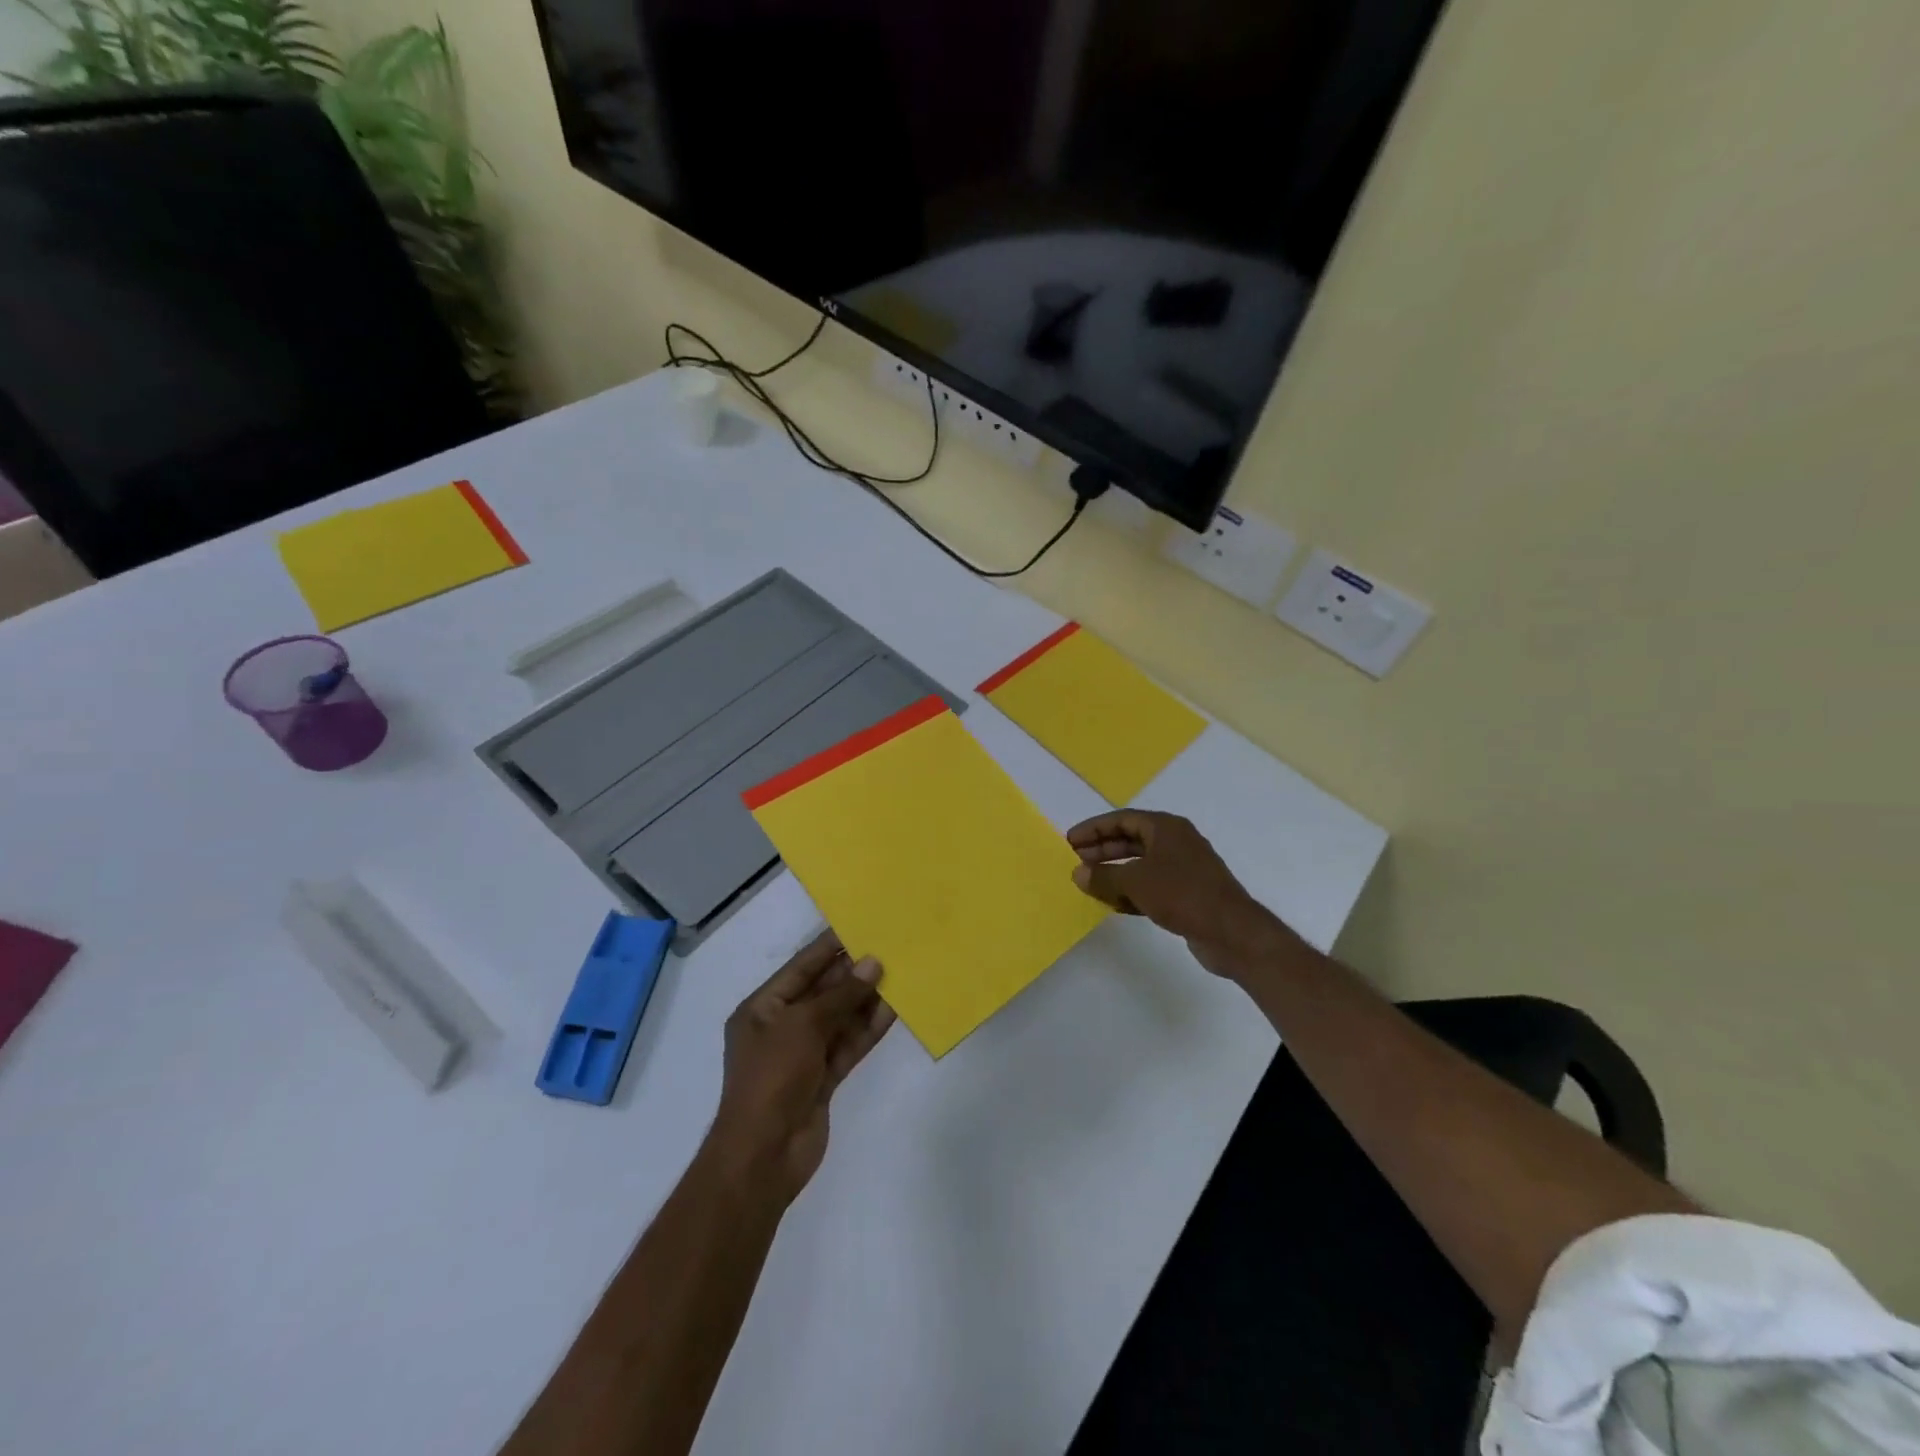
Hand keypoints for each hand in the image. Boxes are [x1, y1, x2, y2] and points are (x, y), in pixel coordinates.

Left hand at [707, 932, 896, 1205]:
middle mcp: (782, 1026)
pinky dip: (868, 1028)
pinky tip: (894, 1010)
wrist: (763, 1155)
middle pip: (822, 991)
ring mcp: (803, 1054)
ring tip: (899, 973)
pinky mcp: (823, 1078)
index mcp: (762, 1008)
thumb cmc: (772, 1077)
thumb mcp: (803, 1026)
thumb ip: (841, 995)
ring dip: (866, 999)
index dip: (829, 946)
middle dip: (853, 972)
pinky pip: (848, 1044)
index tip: (860, 925)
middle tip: (889, 947)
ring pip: (840, 1018)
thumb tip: (873, 963)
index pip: (801, 967)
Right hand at [1067, 810, 1293, 979]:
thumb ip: (1103, 876)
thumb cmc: (1181, 894)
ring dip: (1114, 873)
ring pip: (1140, 865)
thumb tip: (1078, 873)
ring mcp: (1183, 869)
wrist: (1231, 931)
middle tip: (1076, 860)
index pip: (1122, 819)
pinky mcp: (1187, 894)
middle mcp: (1176, 842)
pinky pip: (1151, 886)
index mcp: (1166, 828)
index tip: (1070, 841)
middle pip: (1131, 840)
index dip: (1094, 828)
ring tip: (1089, 883)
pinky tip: (1113, 904)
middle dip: (1102, 850)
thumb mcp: (1135, 882)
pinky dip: (1130, 891)